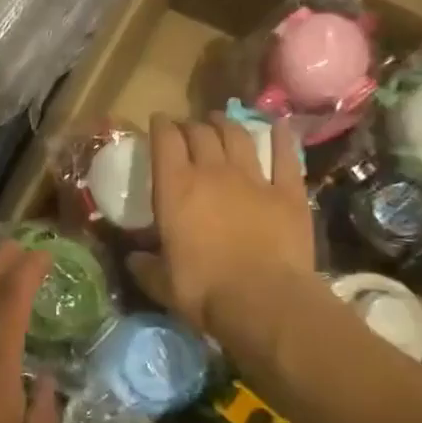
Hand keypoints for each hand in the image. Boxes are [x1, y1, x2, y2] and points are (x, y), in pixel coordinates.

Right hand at [128, 113, 315, 362]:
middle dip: (191, 125)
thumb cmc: (204, 291)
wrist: (263, 301)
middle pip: (200, 132)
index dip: (160, 125)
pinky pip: (285, 155)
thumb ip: (145, 266)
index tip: (157, 122)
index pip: (164, 140)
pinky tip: (278, 126)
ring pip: (238, 136)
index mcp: (175, 188)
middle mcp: (212, 172)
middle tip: (187, 128)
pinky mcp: (288, 192)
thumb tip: (133, 260)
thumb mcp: (162, 282)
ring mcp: (254, 178)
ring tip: (220, 121)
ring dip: (226, 124)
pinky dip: (281, 137)